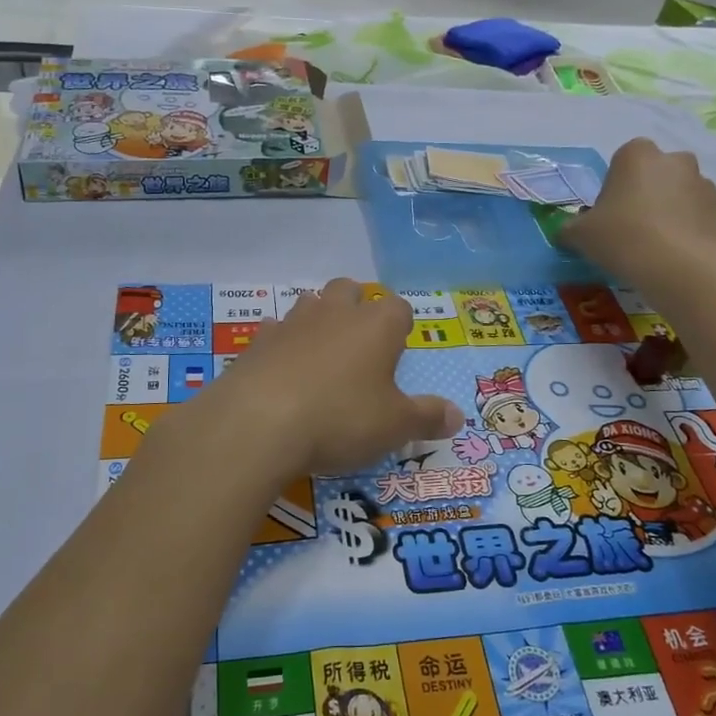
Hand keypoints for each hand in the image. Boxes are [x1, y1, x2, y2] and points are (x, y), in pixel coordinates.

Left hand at [191, 279, 463, 476]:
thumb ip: (427, 417)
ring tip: (321, 355)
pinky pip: (275, 331)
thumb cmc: (340, 418)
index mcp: (376, 326)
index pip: (399, 307)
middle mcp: (336, 313)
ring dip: (318, 320)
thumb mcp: (394, 426)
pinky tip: (282, 370)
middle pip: (350, 289)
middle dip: (357, 307)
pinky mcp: (258, 341)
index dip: (401, 325)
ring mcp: (292, 322)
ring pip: (310, 302)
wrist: (258, 422)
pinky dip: (282, 344)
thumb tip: (457, 416)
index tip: (398, 349)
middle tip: (359, 345)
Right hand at [453, 431, 492, 463]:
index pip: (458, 442)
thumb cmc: (480, 441)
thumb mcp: (475, 436)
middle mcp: (466, 448)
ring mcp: (469, 454)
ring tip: (461, 455)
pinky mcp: (474, 458)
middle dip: (456, 449)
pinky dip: (472, 460)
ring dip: (461, 455)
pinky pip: (471, 461)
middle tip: (455, 449)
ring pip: (462, 455)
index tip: (454, 442)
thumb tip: (468, 432)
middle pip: (458, 449)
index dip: (456, 442)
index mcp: (465, 442)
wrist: (487, 447)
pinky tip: (472, 460)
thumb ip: (472, 435)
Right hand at [558, 139, 715, 281]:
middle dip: (651, 193)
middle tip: (634, 228)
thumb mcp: (579, 235)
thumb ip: (569, 229)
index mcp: (637, 155)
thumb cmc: (621, 238)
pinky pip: (709, 216)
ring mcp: (707, 185)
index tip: (610, 213)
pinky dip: (700, 228)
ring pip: (686, 194)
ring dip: (676, 210)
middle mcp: (676, 161)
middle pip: (659, 173)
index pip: (624, 159)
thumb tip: (565, 232)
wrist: (678, 268)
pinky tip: (685, 252)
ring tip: (661, 246)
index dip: (617, 186)